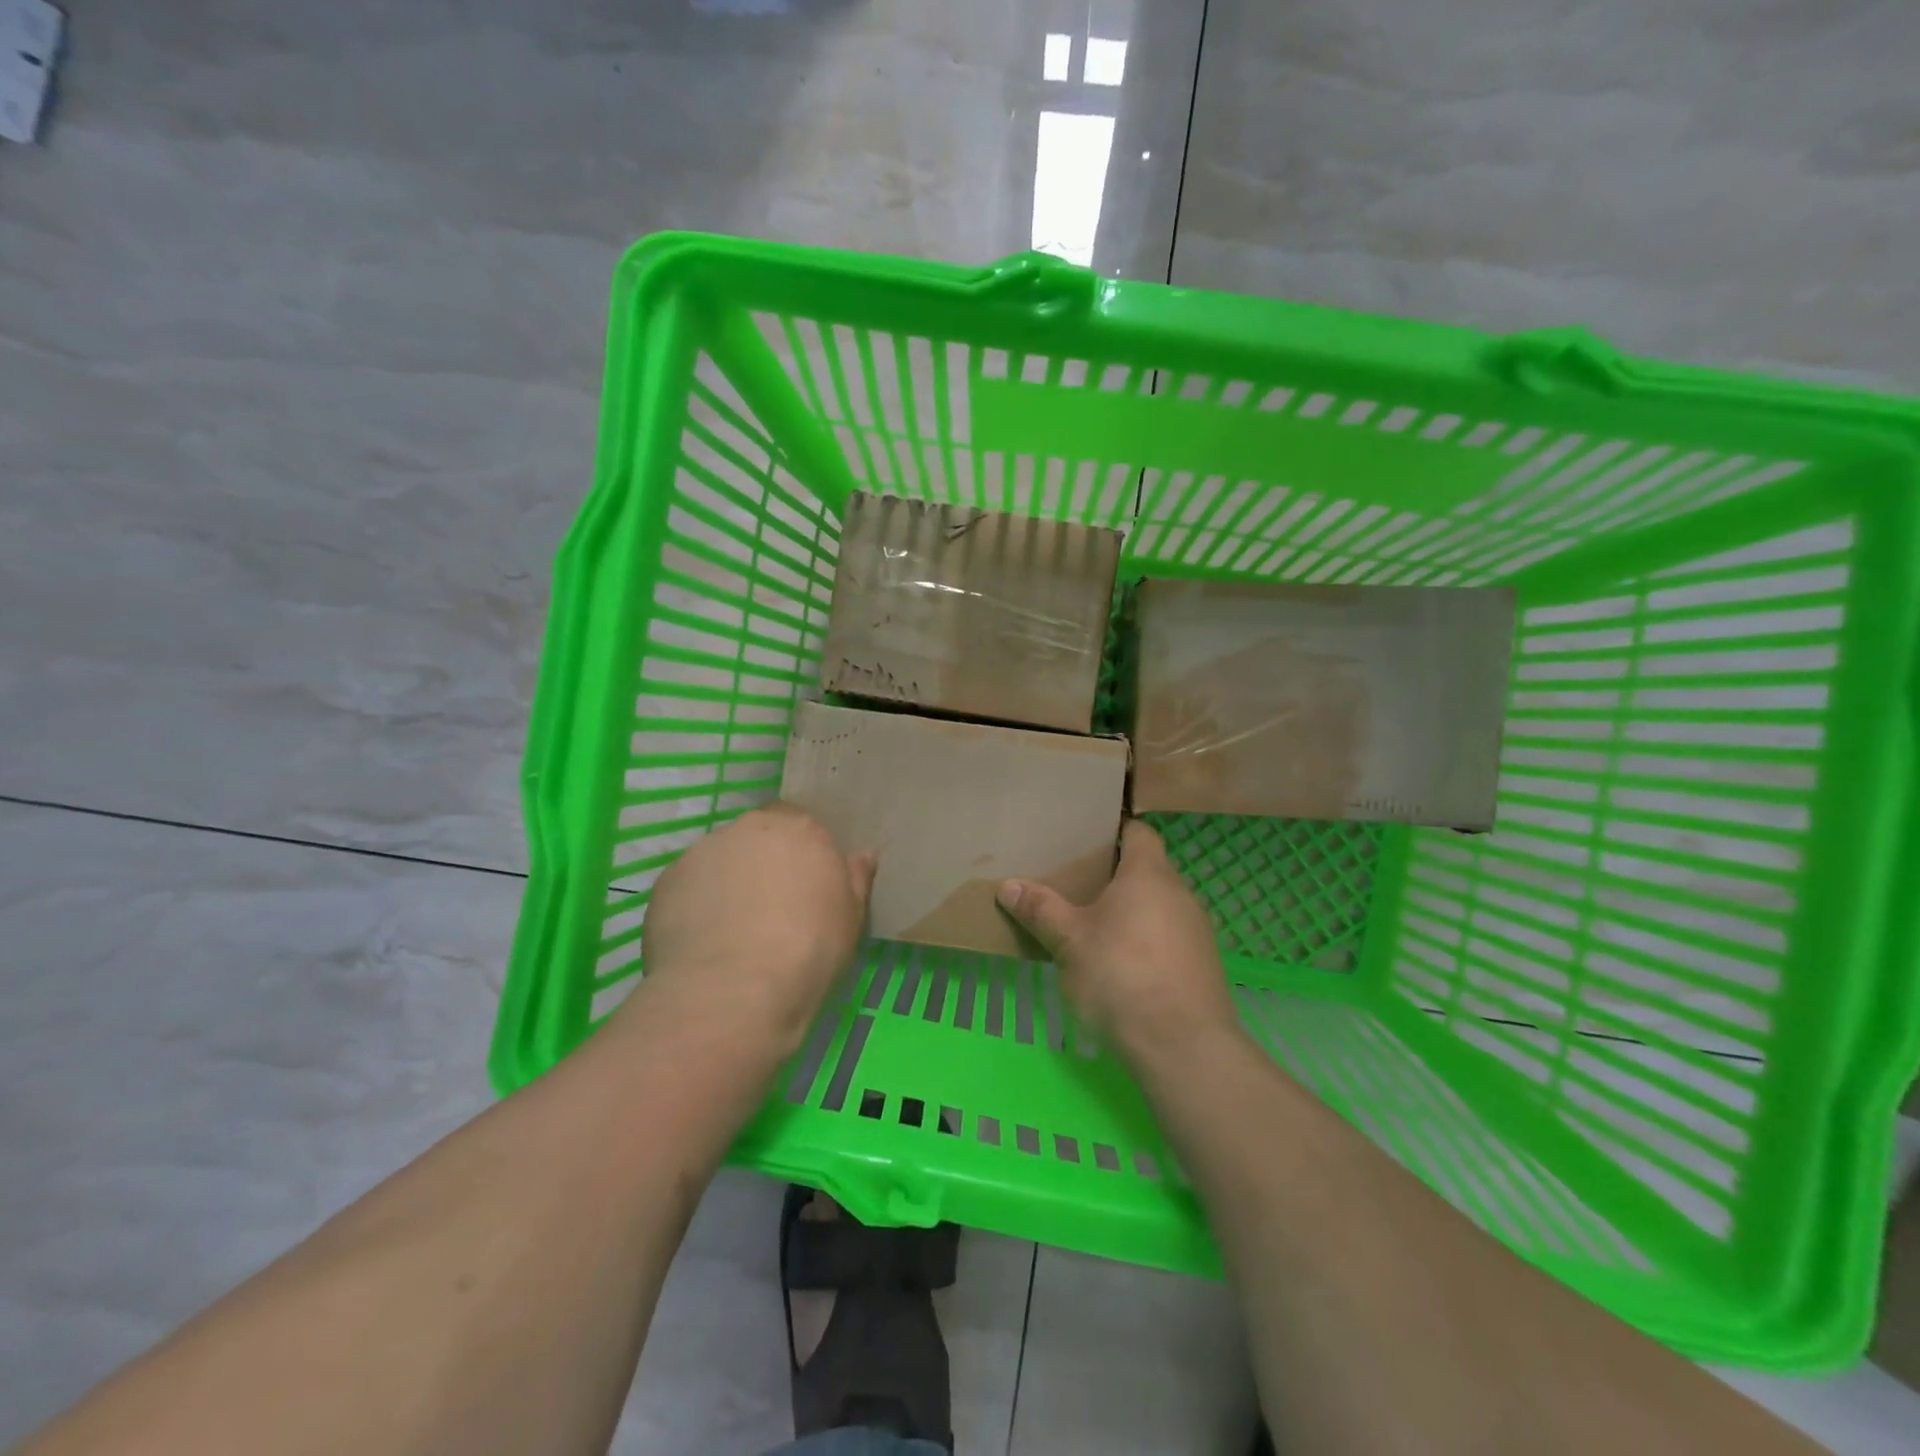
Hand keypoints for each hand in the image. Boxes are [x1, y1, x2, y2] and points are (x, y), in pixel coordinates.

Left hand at [627, 803, 875, 1055]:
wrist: (736, 989)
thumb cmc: (810, 949)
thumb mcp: (851, 917)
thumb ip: (855, 879)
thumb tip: (863, 855)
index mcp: (799, 829)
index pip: (797, 822)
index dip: (797, 851)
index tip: (801, 883)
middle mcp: (749, 828)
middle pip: (755, 837)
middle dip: (760, 863)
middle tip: (768, 907)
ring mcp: (703, 851)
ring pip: (718, 860)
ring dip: (725, 883)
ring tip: (730, 930)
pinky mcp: (667, 881)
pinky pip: (688, 887)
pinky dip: (695, 905)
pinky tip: (703, 943)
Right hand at [996, 820, 1238, 1061]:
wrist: (1183, 1046)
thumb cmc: (1121, 975)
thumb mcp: (1070, 942)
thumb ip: (1041, 910)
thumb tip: (1008, 885)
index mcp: (1149, 874)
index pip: (1138, 832)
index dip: (1114, 831)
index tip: (1085, 839)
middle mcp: (1180, 893)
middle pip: (1147, 870)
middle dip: (1114, 876)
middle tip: (1075, 884)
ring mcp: (1196, 930)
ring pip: (1158, 906)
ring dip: (1130, 912)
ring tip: (1093, 926)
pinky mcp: (1202, 965)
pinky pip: (1168, 937)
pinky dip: (1145, 941)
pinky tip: (1121, 965)